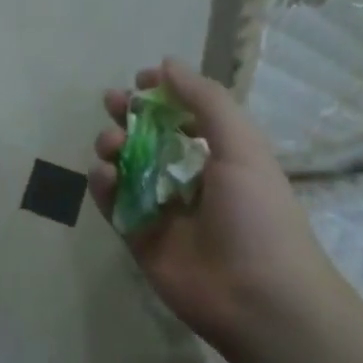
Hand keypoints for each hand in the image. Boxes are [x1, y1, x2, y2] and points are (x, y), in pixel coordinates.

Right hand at [88, 58, 334, 358]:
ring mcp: (162, 209)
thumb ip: (205, 100)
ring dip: (113, 147)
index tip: (139, 81)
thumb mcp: (241, 145)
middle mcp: (189, 178)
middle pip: (149, 137)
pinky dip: (103, 185)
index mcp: (221, 155)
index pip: (184, 115)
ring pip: (125, 167)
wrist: (259, 299)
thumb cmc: (257, 215)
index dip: (161, 95)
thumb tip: (167, 63)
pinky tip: (104, 175)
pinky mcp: (139, 237)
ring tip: (112, 145)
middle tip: (110, 103)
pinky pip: (113, 202)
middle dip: (128, 116)